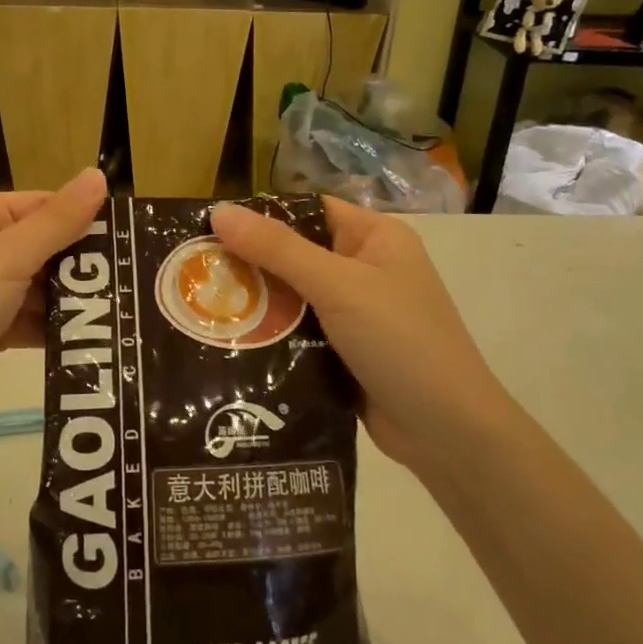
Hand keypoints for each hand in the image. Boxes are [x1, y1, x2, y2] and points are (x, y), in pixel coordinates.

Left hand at [0, 169, 107, 446]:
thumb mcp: (6, 258)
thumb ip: (57, 220)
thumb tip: (98, 174)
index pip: (40, 205)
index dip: (83, 220)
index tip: (131, 238)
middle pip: (43, 245)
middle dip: (82, 265)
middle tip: (135, 278)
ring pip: (40, 285)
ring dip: (73, 299)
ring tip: (125, 309)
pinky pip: (31, 318)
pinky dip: (56, 326)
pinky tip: (95, 337)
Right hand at [211, 198, 495, 476]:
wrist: (448, 433)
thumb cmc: (400, 341)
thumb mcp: (338, 286)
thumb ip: (278, 249)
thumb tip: (218, 210)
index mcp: (375, 237)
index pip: (308, 210)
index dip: (262, 215)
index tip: (209, 228)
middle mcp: (365, 268)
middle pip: (296, 253)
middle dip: (250, 263)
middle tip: (195, 272)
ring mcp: (356, 313)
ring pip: (293, 296)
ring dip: (257, 302)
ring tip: (199, 306)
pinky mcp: (344, 351)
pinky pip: (299, 331)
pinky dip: (271, 334)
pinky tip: (230, 340)